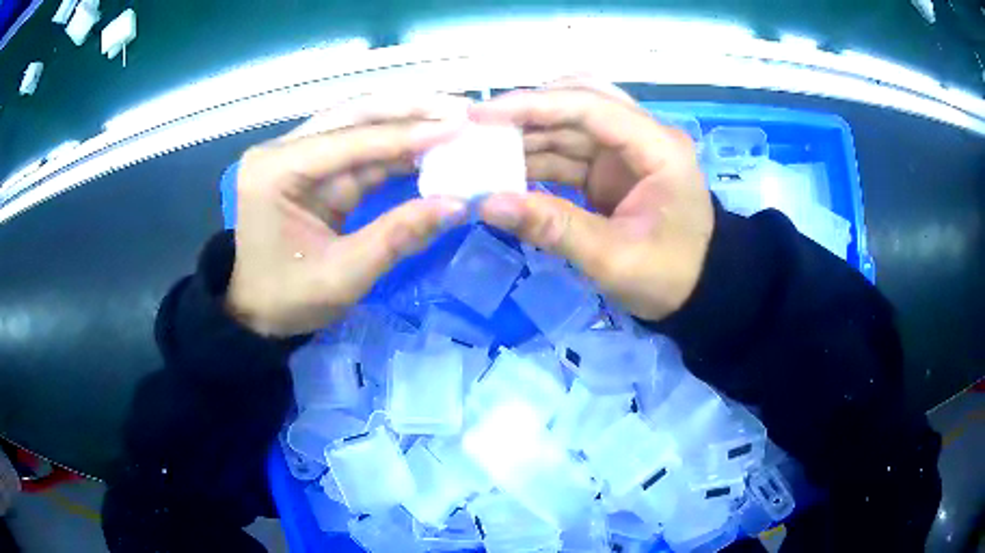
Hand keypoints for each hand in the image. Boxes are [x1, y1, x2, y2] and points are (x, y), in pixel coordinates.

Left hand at [227, 95, 470, 336]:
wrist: (255, 311)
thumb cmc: (287, 299)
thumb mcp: (342, 277)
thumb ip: (397, 237)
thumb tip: (458, 205)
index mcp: (275, 171)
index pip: (348, 140)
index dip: (405, 134)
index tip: (457, 126)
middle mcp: (282, 150)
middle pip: (353, 115)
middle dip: (410, 110)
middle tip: (462, 109)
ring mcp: (295, 154)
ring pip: (358, 124)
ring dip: (407, 122)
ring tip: (455, 118)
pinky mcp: (311, 165)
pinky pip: (358, 147)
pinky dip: (395, 146)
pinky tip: (430, 143)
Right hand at [470, 83, 714, 320]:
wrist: (699, 293)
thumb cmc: (669, 276)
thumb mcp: (613, 258)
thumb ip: (553, 227)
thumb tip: (487, 204)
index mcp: (657, 147)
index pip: (591, 106)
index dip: (534, 105)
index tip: (482, 116)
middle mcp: (643, 136)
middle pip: (580, 101)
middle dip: (528, 111)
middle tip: (478, 127)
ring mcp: (627, 151)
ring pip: (571, 125)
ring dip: (528, 134)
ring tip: (483, 149)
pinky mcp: (613, 169)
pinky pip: (569, 152)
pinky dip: (538, 158)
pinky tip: (507, 169)